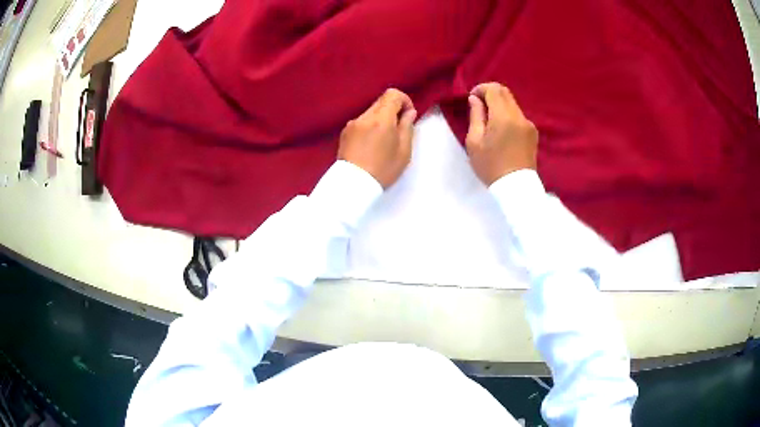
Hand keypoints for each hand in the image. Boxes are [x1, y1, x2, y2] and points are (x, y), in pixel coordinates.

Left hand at [338, 88, 416, 187]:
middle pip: (381, 101)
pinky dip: (370, 126)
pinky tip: (371, 144)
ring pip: (371, 112)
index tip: (408, 115)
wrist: (353, 185)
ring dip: (381, 119)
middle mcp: (364, 116)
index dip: (404, 100)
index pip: (393, 94)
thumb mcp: (404, 151)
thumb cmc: (383, 170)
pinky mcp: (344, 133)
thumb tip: (409, 113)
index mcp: (381, 119)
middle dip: (393, 110)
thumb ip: (407, 127)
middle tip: (399, 129)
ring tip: (384, 140)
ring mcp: (352, 124)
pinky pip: (362, 122)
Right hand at [466, 82, 537, 185]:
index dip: (481, 88)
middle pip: (505, 92)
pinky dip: (508, 115)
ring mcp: (529, 124)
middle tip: (479, 106)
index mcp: (504, 117)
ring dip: (500, 105)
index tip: (472, 97)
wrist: (516, 188)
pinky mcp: (533, 133)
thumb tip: (475, 99)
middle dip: (490, 94)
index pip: (494, 89)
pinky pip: (518, 116)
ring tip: (489, 120)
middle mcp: (519, 116)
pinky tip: (502, 130)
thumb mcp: (474, 142)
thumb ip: (475, 116)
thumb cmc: (491, 167)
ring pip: (512, 104)